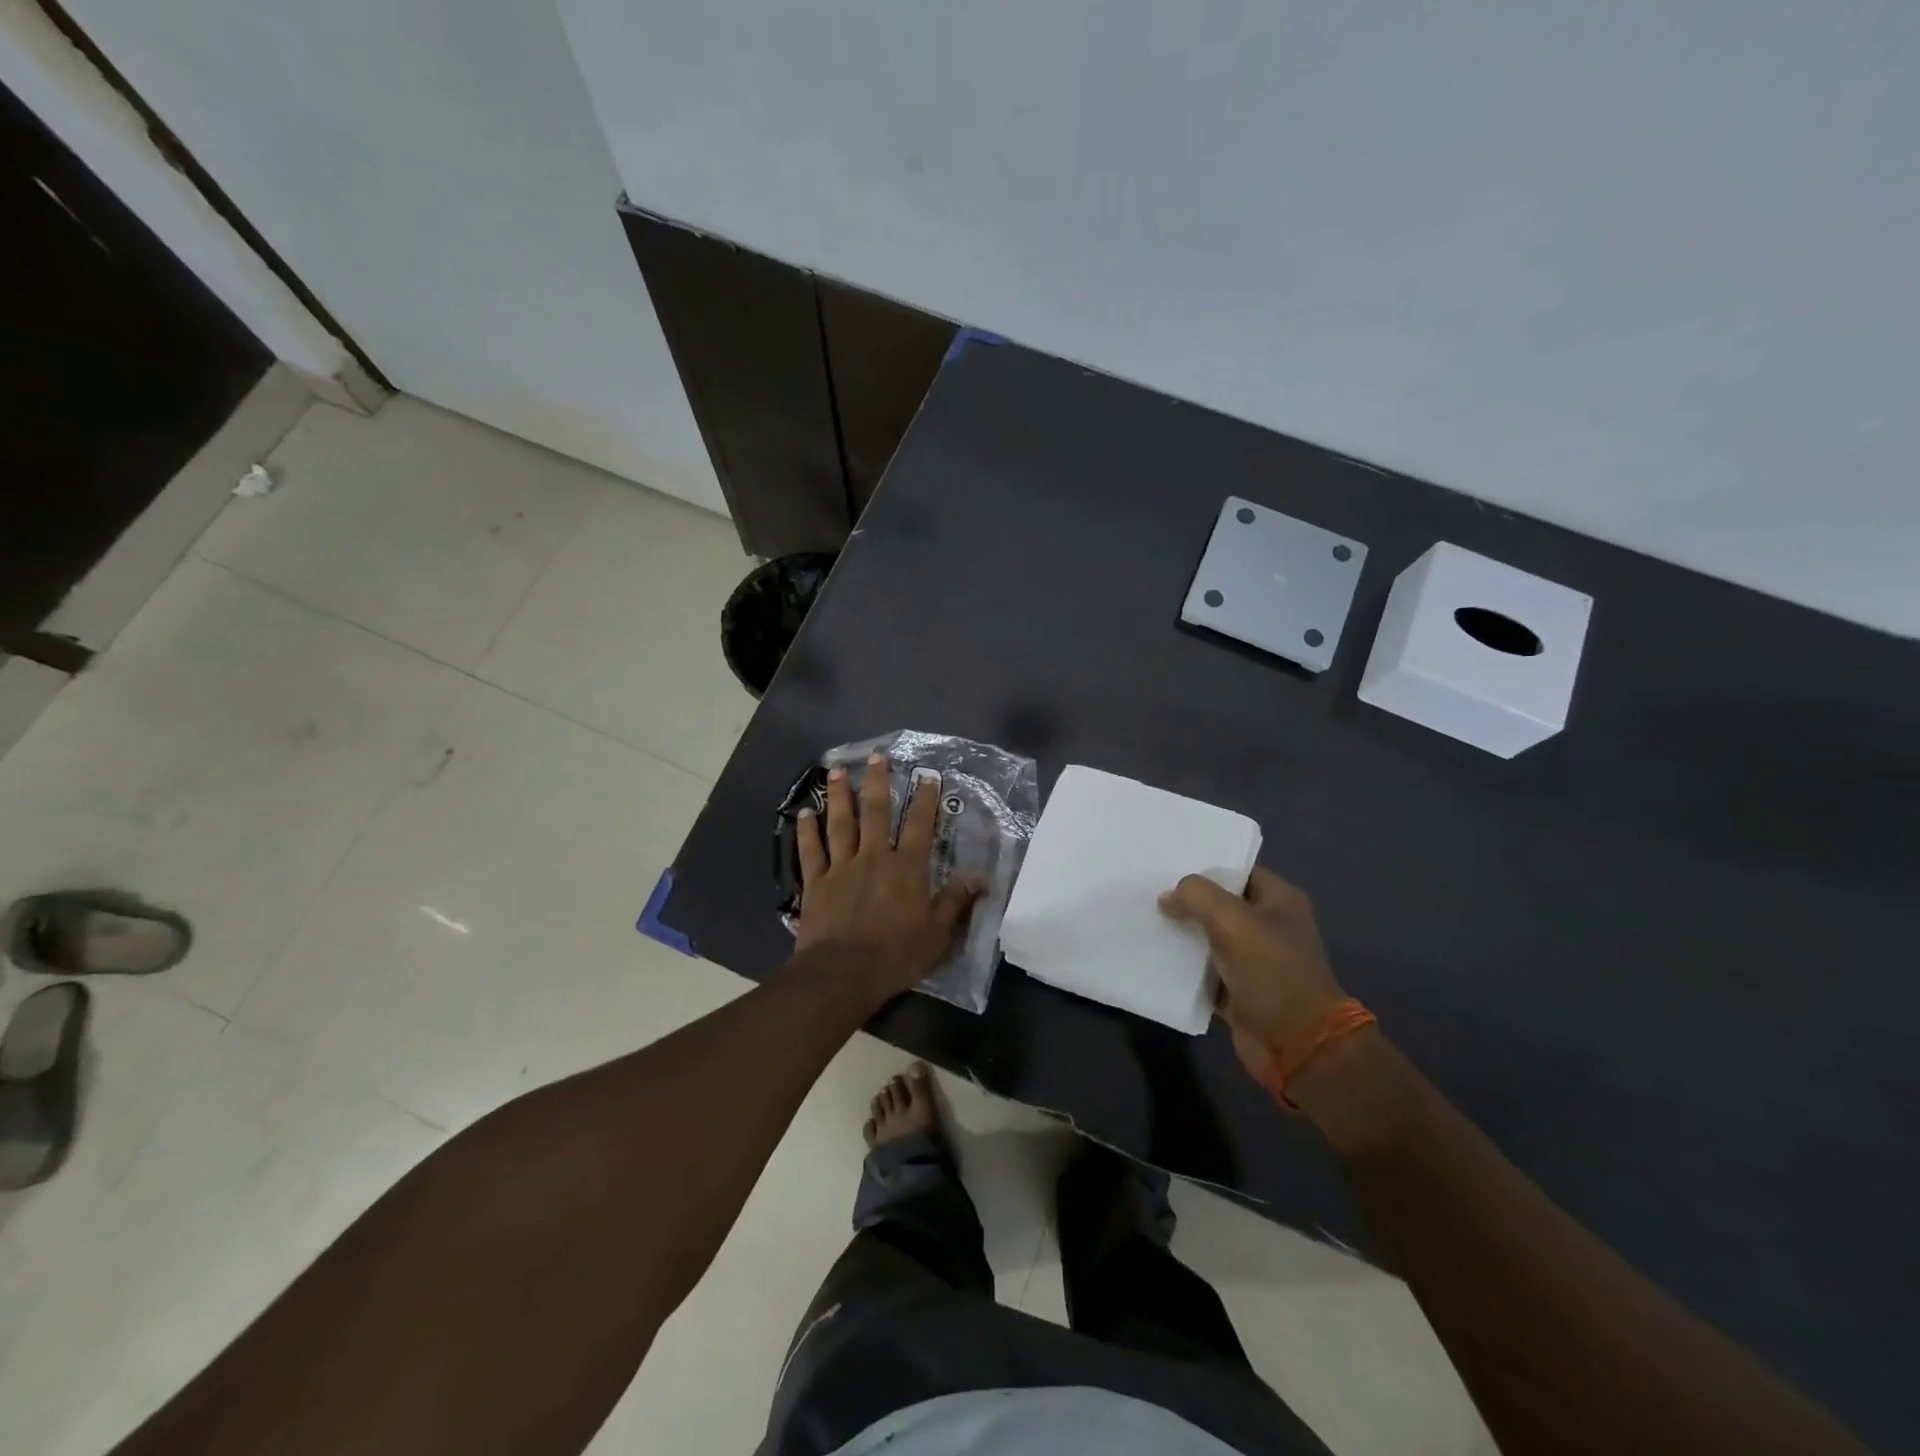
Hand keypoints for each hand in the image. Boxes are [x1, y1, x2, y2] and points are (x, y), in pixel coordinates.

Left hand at [794, 752, 982, 1000]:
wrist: (843, 974)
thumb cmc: (896, 955)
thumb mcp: (937, 933)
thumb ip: (956, 901)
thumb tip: (980, 876)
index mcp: (907, 869)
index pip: (920, 826)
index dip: (925, 800)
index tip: (928, 776)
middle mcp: (874, 858)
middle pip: (877, 813)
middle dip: (879, 783)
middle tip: (876, 757)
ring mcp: (842, 868)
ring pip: (841, 824)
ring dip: (841, 796)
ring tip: (837, 771)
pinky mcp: (816, 883)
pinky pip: (811, 851)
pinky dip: (807, 831)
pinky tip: (804, 813)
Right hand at [1159, 867, 1346, 1082]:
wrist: (1295, 1042)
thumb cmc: (1270, 970)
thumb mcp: (1231, 919)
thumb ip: (1196, 896)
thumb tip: (1168, 898)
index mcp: (1280, 901)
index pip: (1238, 872)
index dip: (1206, 869)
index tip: (1169, 868)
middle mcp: (1270, 927)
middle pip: (1221, 905)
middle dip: (1188, 902)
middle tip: (1150, 894)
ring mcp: (1255, 961)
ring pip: (1210, 938)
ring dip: (1183, 935)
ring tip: (1146, 921)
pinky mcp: (1240, 991)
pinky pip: (1205, 972)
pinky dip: (1185, 968)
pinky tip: (1156, 957)